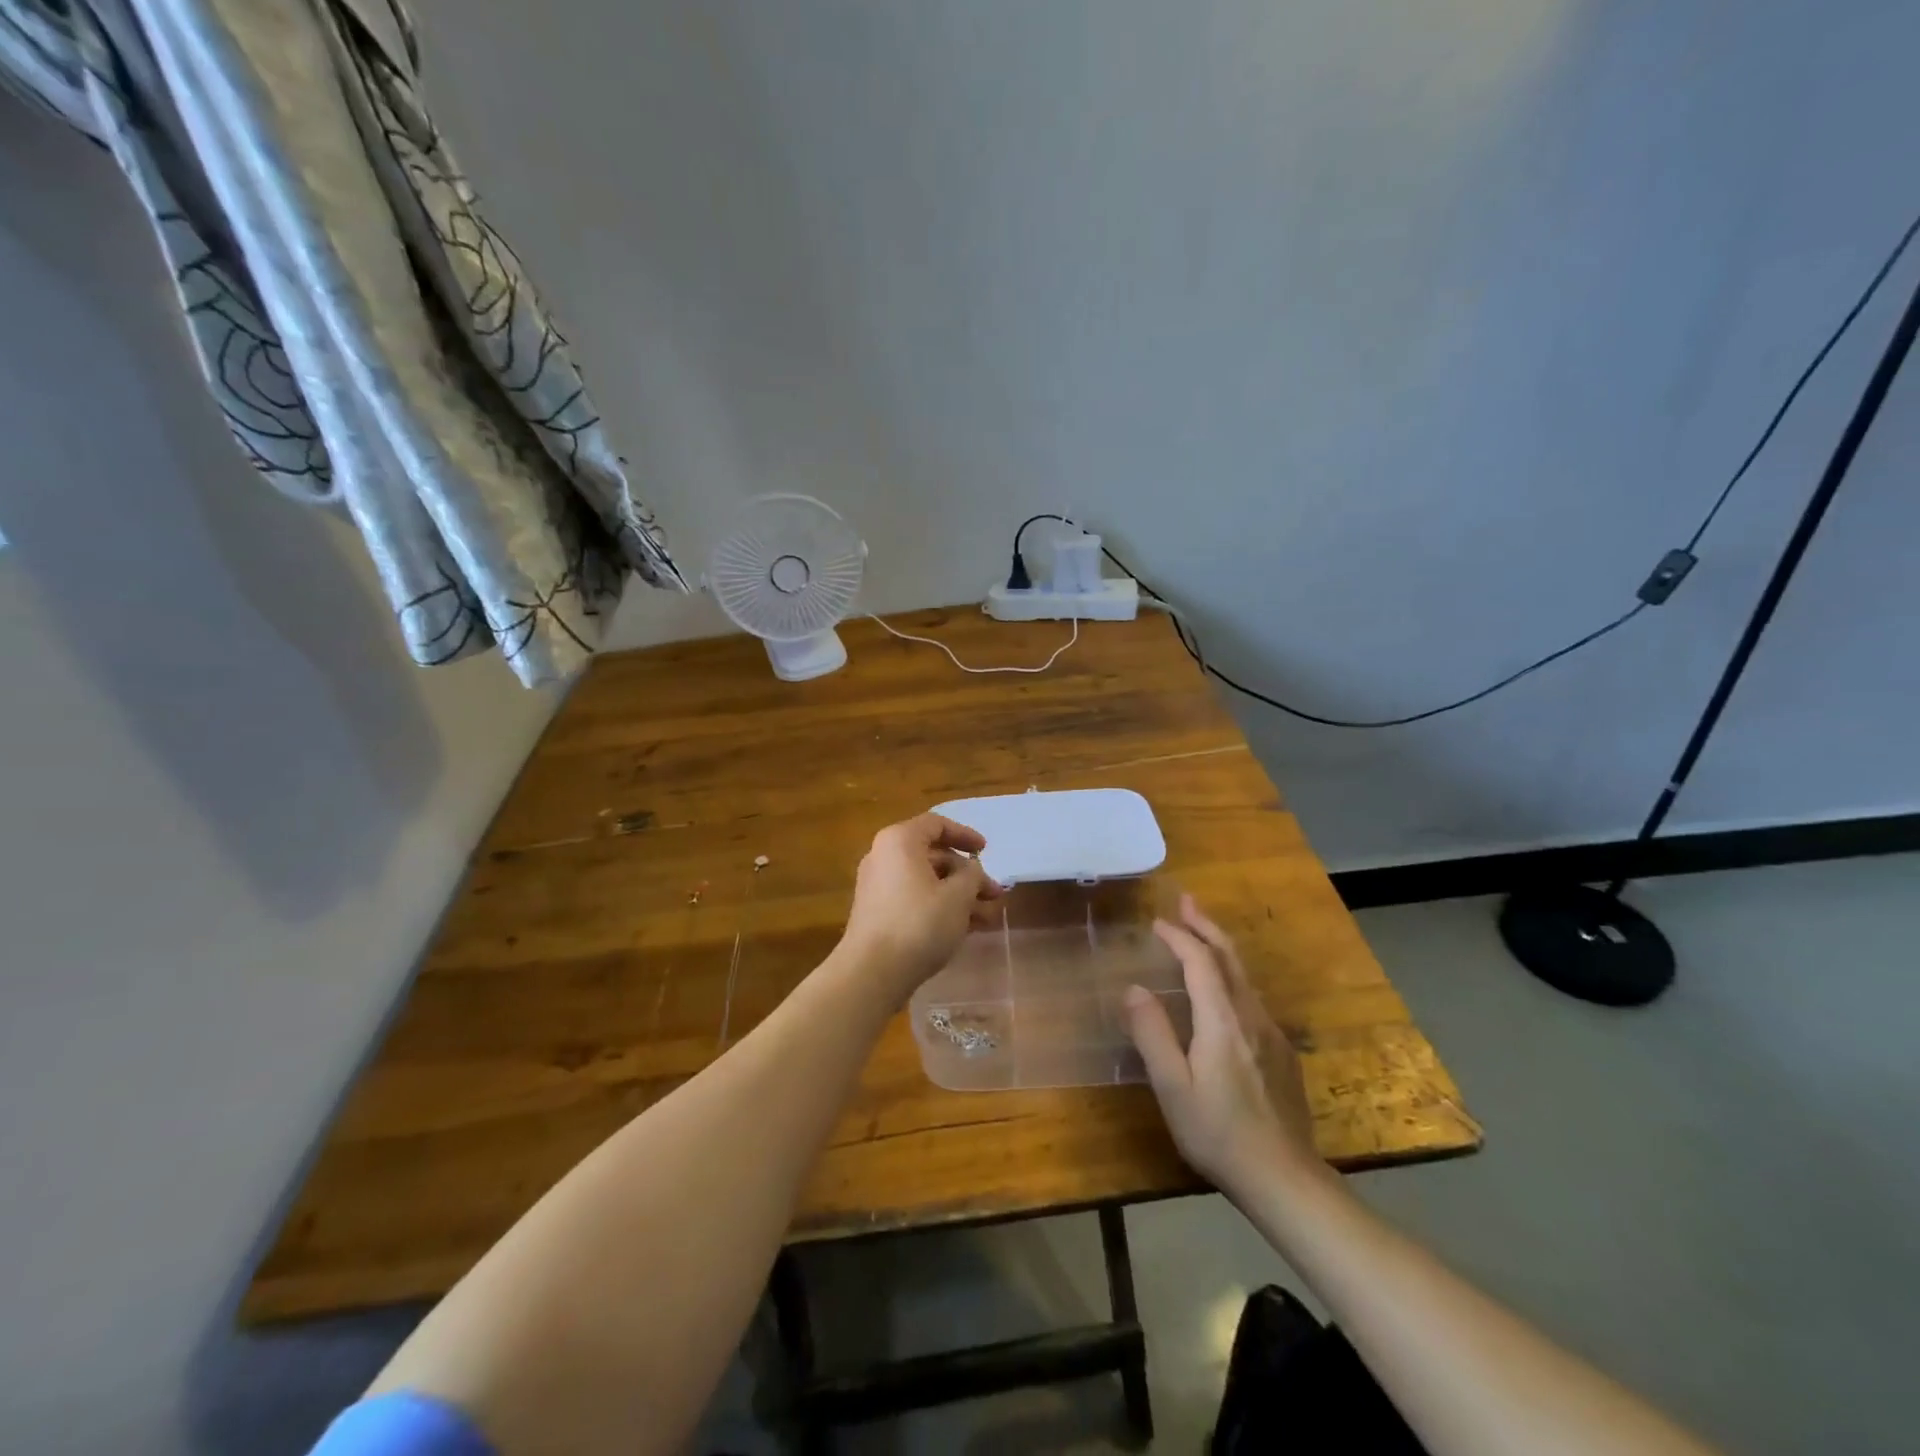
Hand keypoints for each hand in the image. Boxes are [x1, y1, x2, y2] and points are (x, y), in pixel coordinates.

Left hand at [838, 813, 1005, 1000]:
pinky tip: (965, 929)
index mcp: (900, 841)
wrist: (872, 972)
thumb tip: (971, 870)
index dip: (965, 835)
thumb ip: (972, 876)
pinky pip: (914, 900)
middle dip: (967, 875)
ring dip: (958, 895)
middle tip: (995, 894)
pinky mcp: (877, 913)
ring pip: (926, 882)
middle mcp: (884, 857)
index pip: (936, 824)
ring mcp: (878, 886)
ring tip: (987, 917)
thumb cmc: (919, 924)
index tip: (986, 851)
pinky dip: (939, 908)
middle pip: (933, 856)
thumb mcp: (958, 896)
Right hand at [1123, 895, 1324, 1196]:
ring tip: (1200, 934)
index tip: (1157, 922)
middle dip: (1206, 925)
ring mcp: (1271, 1034)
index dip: (1179, 937)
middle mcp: (1251, 1017)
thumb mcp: (1173, 1088)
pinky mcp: (1282, 1053)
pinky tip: (1223, 989)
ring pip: (1244, 977)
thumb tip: (1133, 988)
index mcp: (1222, 1021)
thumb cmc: (1218, 1134)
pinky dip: (1231, 976)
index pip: (1200, 962)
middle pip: (1229, 958)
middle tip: (1186, 901)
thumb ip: (1152, 1034)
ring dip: (1219, 948)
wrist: (1285, 1179)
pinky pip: (1252, 998)